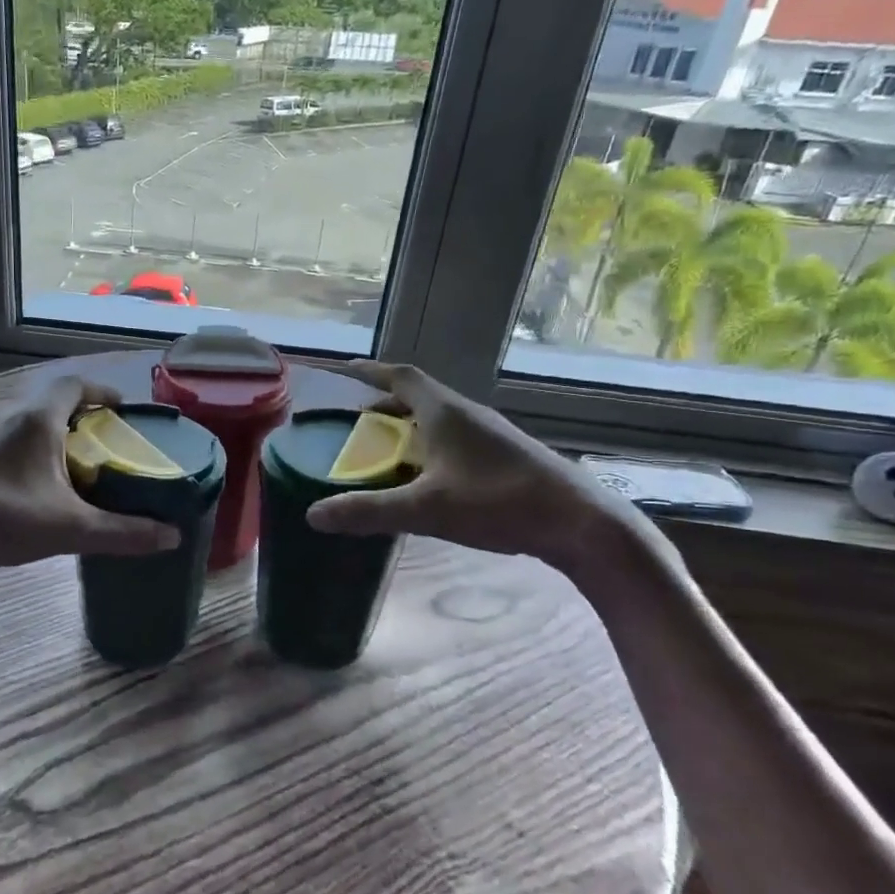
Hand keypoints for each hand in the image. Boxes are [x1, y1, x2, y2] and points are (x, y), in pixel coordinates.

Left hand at [0, 375, 179, 574]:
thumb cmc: (5, 521)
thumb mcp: (72, 529)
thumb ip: (124, 533)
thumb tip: (173, 536)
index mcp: (38, 420)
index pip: (75, 384)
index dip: (102, 391)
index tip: (123, 411)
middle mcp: (13, 417)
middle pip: (57, 400)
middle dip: (87, 415)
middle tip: (111, 441)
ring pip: (35, 420)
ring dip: (62, 431)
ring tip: (85, 462)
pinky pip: (18, 436)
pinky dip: (40, 446)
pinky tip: (46, 481)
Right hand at [307, 361, 659, 575]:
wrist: (580, 523)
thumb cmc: (499, 502)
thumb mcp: (426, 509)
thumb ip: (369, 510)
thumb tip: (313, 515)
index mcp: (445, 412)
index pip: (400, 377)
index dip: (370, 372)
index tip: (343, 370)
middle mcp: (466, 415)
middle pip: (418, 397)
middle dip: (384, 405)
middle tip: (355, 422)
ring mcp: (489, 435)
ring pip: (438, 420)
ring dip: (407, 427)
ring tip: (384, 450)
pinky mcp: (503, 457)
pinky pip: (453, 439)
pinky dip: (428, 447)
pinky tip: (425, 477)